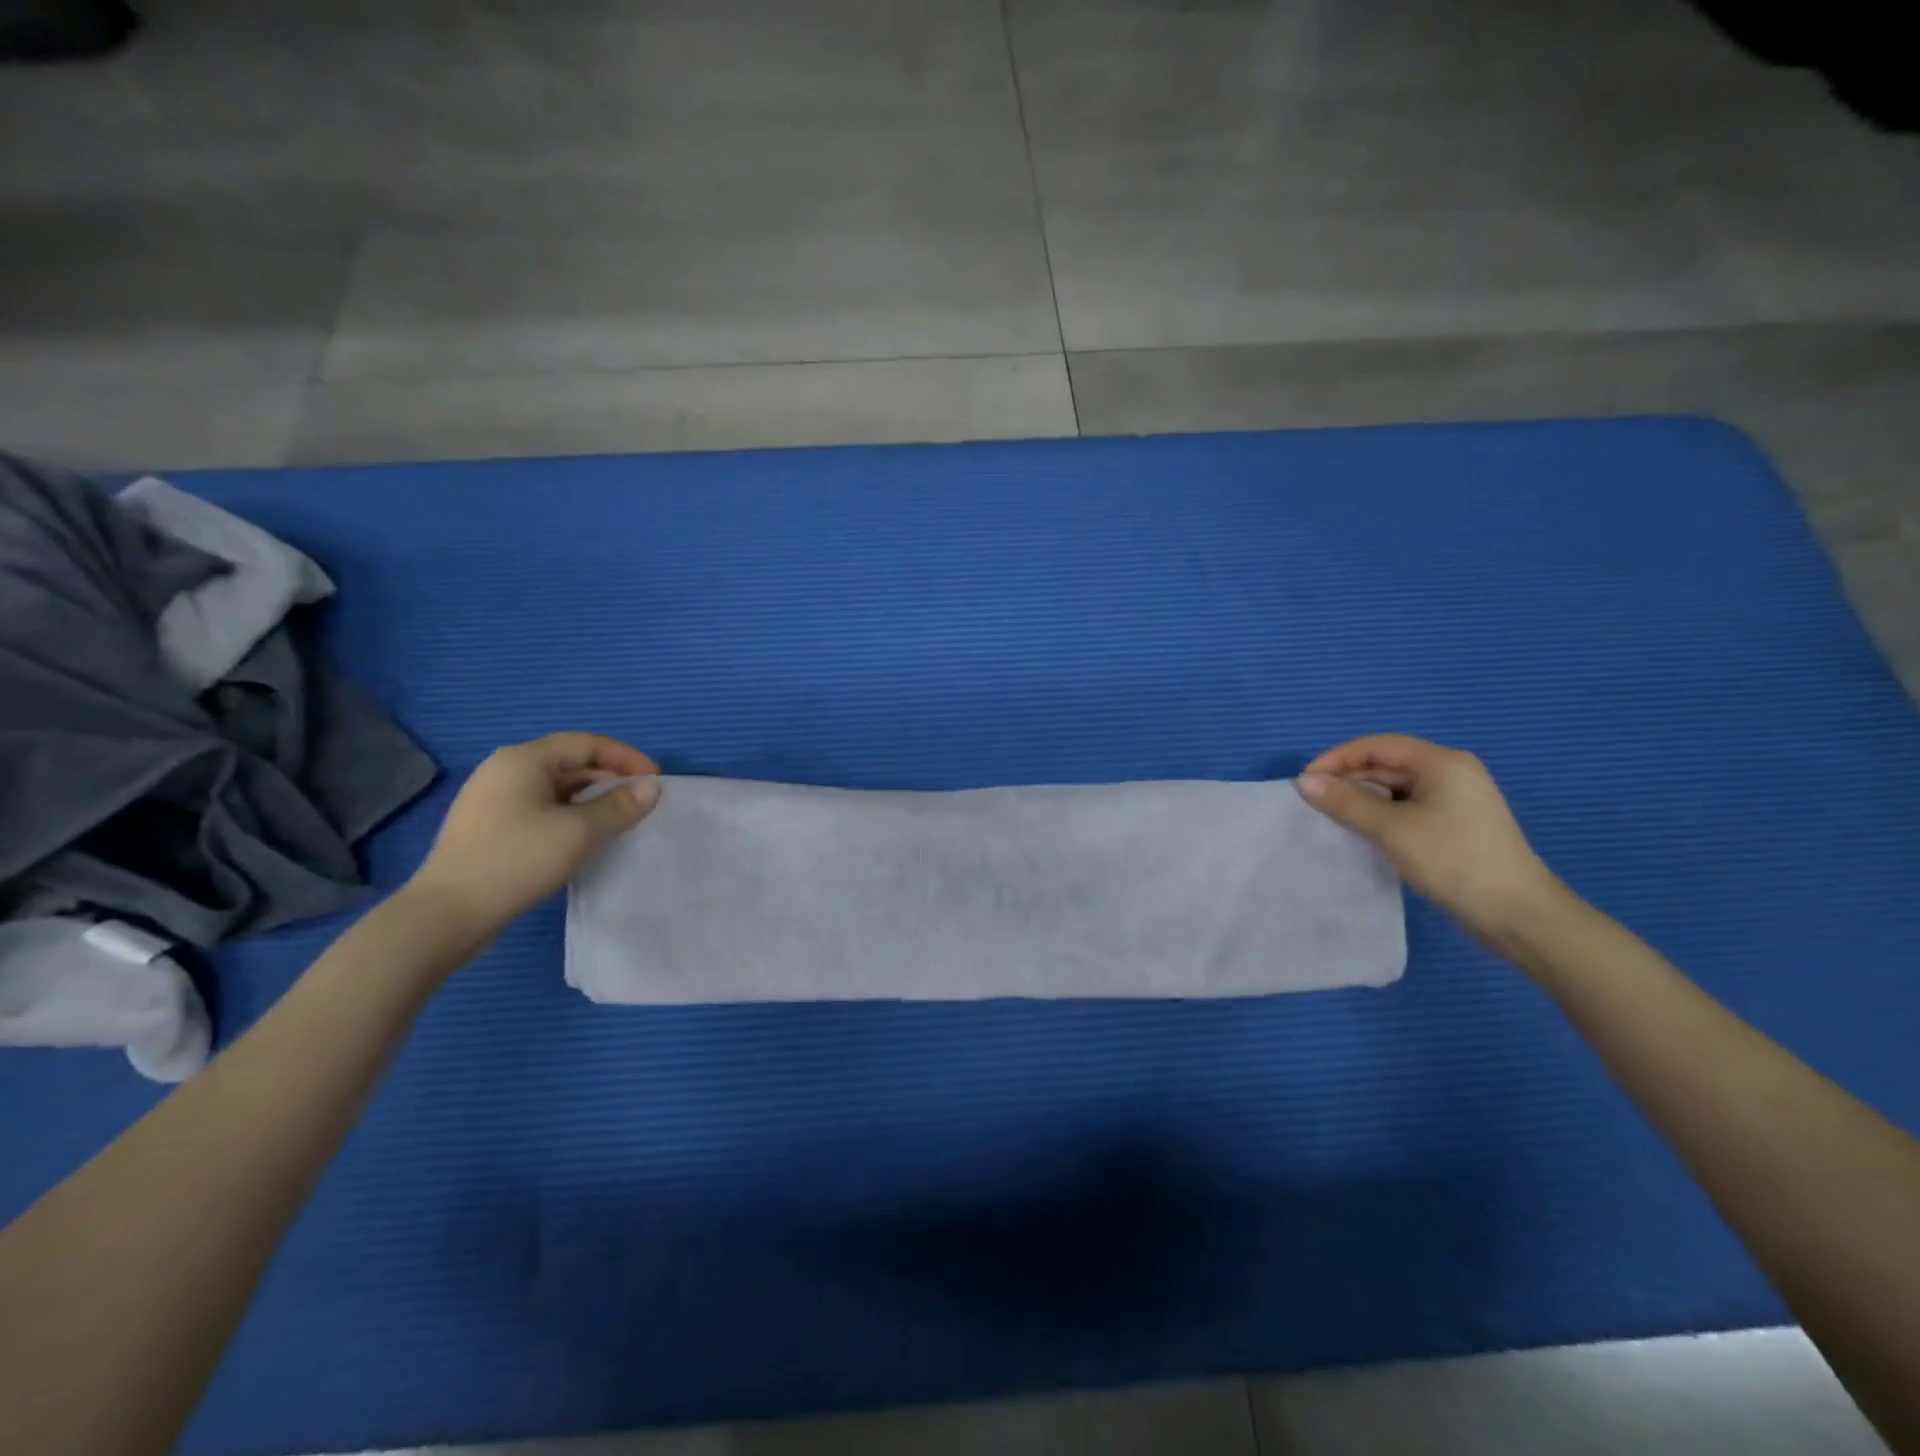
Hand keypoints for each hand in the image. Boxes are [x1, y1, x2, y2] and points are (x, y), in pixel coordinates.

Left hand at [406, 733, 660, 936]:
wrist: (447, 914)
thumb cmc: (517, 860)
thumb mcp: (579, 832)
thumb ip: (620, 806)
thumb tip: (652, 789)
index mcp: (524, 759)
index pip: (588, 743)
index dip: (627, 758)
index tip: (656, 782)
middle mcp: (506, 770)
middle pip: (571, 762)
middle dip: (611, 779)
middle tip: (641, 804)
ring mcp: (494, 799)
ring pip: (557, 788)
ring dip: (592, 800)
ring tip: (619, 822)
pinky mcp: (490, 826)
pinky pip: (542, 808)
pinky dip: (570, 816)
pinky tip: (585, 839)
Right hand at [1296, 734, 1562, 939]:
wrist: (1517, 914)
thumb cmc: (1453, 860)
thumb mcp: (1392, 829)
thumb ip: (1346, 802)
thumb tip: (1304, 781)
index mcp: (1441, 762)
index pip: (1377, 746)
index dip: (1336, 759)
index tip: (1305, 781)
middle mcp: (1450, 773)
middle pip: (1386, 764)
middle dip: (1347, 779)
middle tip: (1313, 802)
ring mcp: (1455, 800)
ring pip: (1395, 788)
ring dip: (1362, 798)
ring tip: (1331, 816)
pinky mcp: (1454, 824)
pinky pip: (1407, 807)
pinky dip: (1380, 814)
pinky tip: (1362, 830)